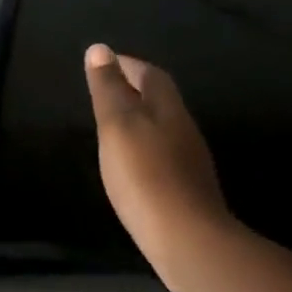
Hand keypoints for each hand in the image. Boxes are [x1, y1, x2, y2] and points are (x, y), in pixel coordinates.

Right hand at [85, 43, 234, 291]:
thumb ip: (108, 88)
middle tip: (105, 92)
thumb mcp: (117, 125)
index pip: (151, 74)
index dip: (128, 65)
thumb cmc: (145, 175)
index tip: (104, 63)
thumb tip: (100, 49)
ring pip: (163, 128)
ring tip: (112, 127)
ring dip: (140, 121)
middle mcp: (184, 129)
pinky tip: (131, 164)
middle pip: (160, 100)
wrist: (189, 243)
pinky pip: (163, 155)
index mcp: (168, 108)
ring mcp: (190, 162)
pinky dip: (145, 149)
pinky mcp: (188, 191)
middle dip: (135, 90)